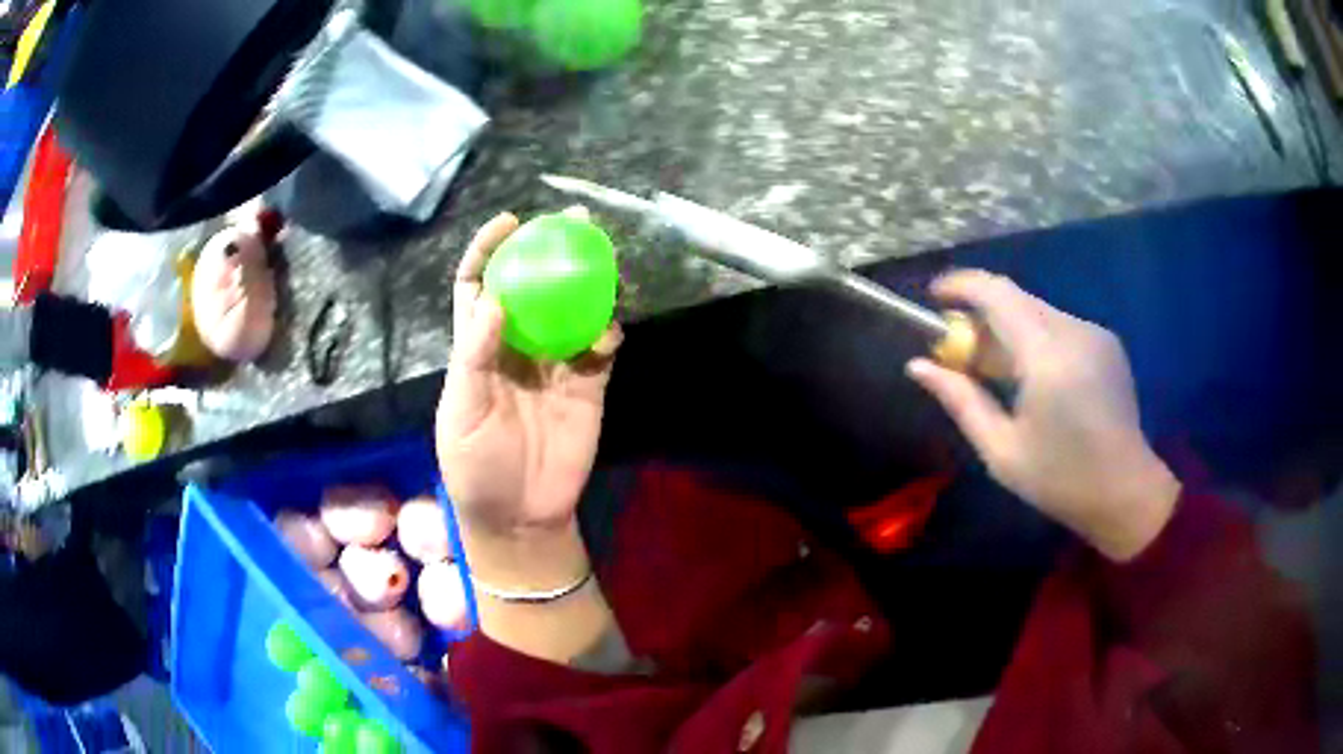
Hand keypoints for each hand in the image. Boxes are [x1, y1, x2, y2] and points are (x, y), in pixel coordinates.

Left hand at [437, 211, 621, 539]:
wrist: (519, 515)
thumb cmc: (475, 467)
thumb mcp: (461, 414)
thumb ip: (474, 357)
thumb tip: (495, 300)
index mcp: (477, 347)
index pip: (479, 286)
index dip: (489, 251)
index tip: (509, 223)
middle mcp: (517, 346)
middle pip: (534, 287)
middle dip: (550, 250)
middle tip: (574, 222)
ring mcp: (555, 365)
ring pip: (573, 310)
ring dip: (589, 283)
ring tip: (604, 258)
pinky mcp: (587, 386)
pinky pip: (601, 349)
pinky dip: (608, 332)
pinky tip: (609, 329)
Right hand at [907, 271, 1180, 561]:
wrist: (1126, 492)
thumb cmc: (1060, 480)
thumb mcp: (1001, 451)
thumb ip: (960, 400)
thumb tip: (918, 366)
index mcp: (1046, 357)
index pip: (997, 293)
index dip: (960, 285)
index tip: (934, 298)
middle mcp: (1074, 331)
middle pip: (1016, 299)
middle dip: (981, 315)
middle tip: (961, 352)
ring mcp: (1095, 334)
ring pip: (1038, 311)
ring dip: (1009, 328)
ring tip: (997, 373)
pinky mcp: (1107, 343)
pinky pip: (1060, 325)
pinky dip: (1036, 338)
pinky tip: (1034, 378)